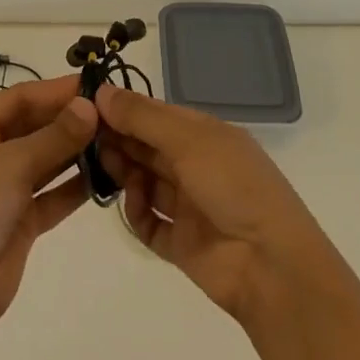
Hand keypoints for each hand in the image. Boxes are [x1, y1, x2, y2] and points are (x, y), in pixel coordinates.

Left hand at [0, 75, 98, 334]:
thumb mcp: (13, 163)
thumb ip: (55, 136)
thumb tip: (89, 106)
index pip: (18, 98)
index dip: (54, 90)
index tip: (93, 85)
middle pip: (32, 128)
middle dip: (68, 121)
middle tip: (111, 114)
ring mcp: (3, 189)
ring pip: (44, 162)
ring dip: (75, 152)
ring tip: (114, 141)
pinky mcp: (19, 222)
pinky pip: (51, 196)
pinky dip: (74, 187)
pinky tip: (105, 177)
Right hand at [96, 84, 331, 327]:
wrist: (272, 268)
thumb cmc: (234, 187)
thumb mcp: (188, 140)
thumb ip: (142, 117)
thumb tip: (101, 91)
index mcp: (205, 135)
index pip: (156, 115)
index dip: (124, 109)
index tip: (88, 107)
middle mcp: (196, 166)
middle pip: (147, 147)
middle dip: (119, 139)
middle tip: (86, 137)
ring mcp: (189, 206)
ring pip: (145, 181)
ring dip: (124, 173)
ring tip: (105, 168)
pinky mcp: (181, 243)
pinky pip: (149, 223)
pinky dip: (137, 213)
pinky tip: (134, 206)